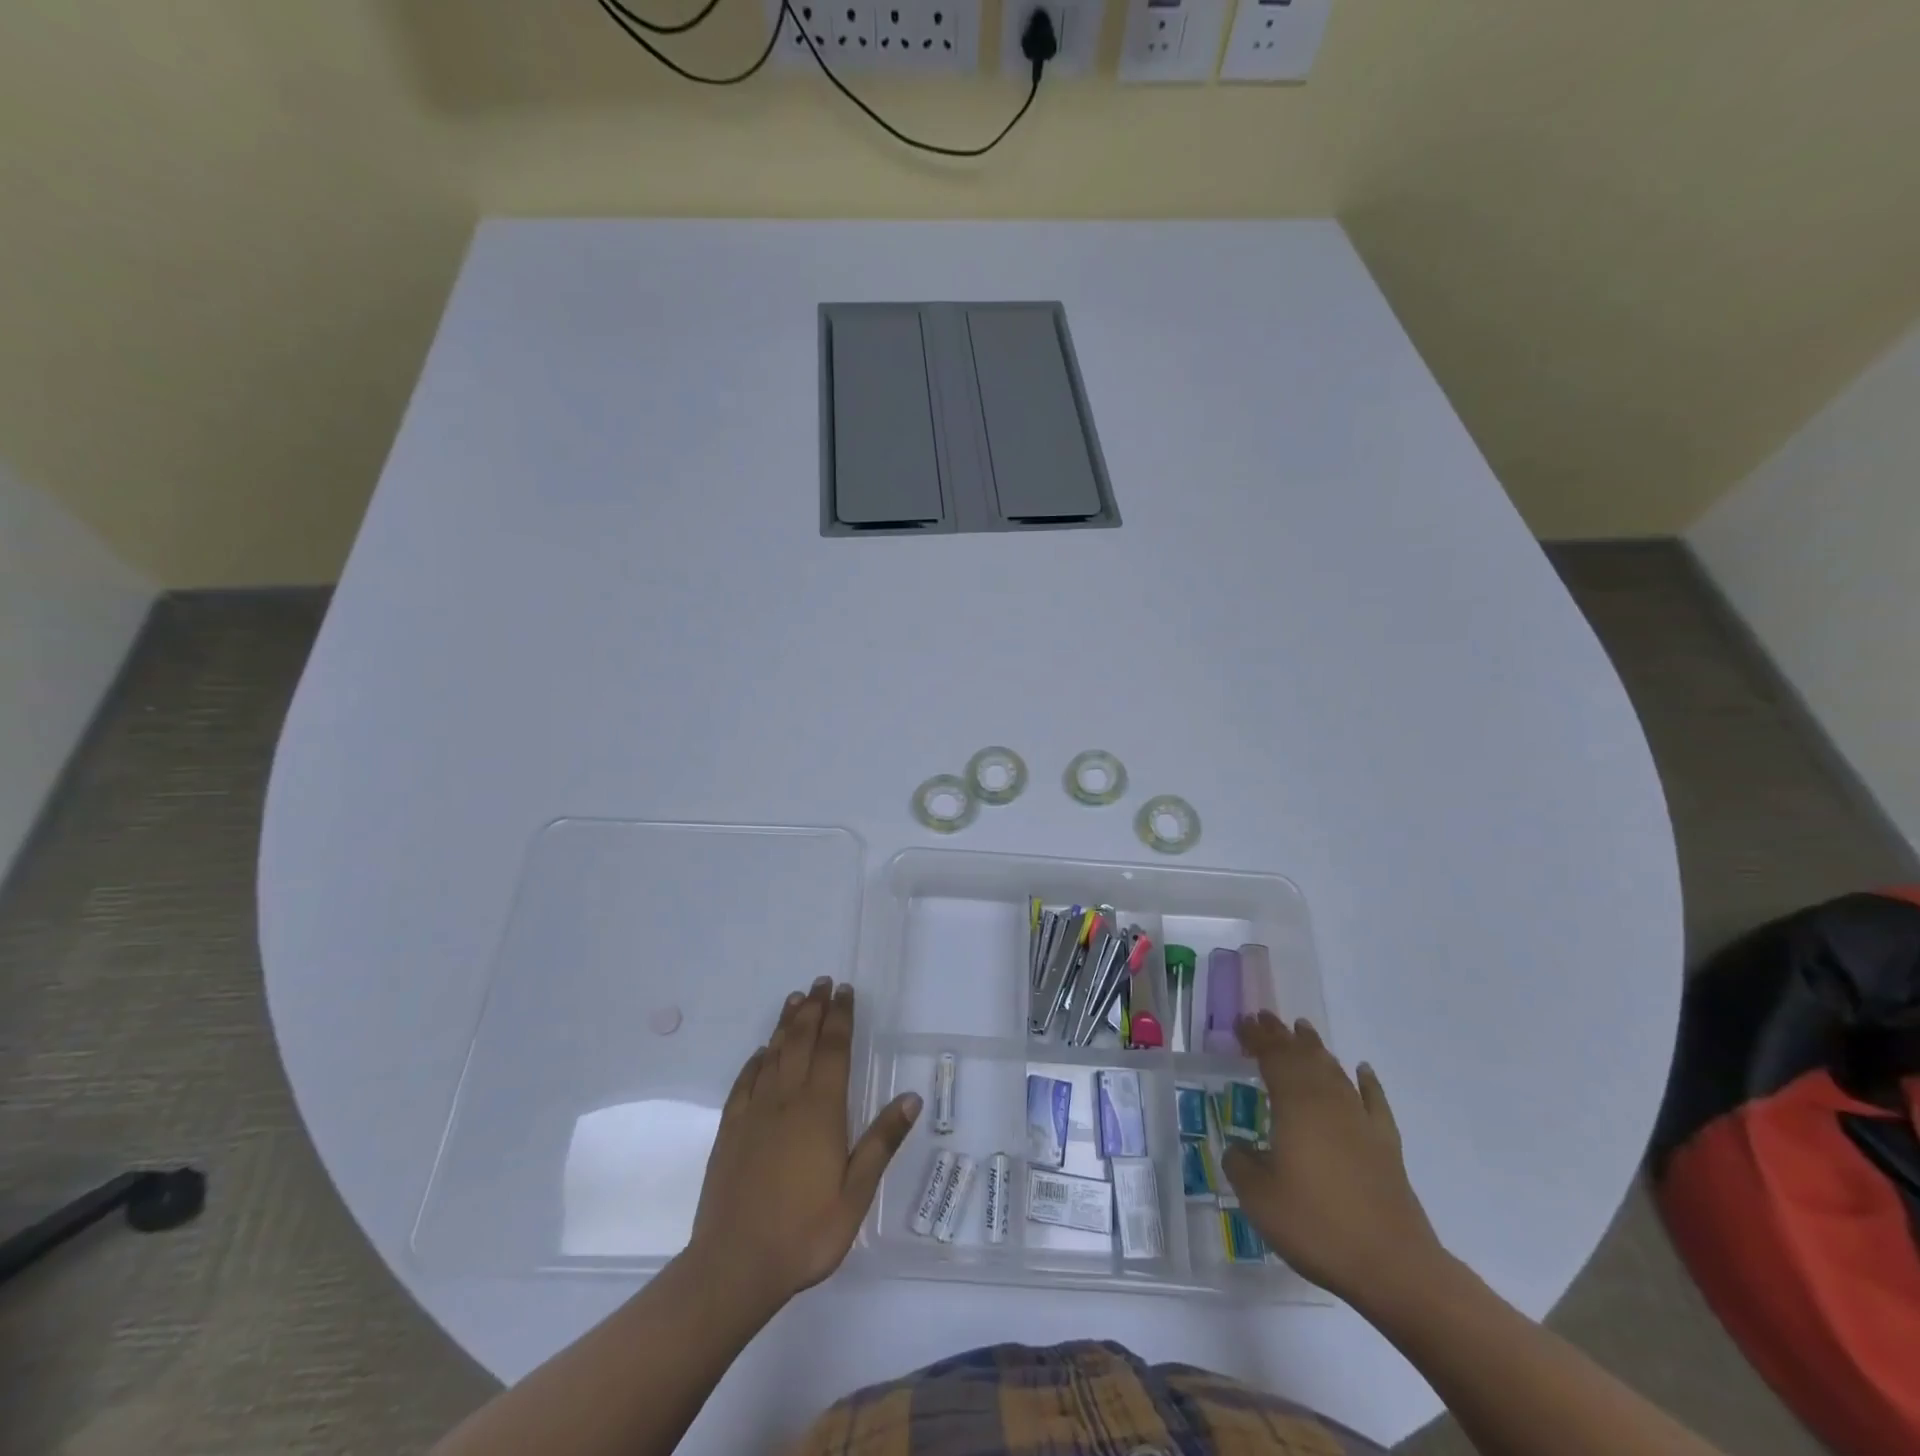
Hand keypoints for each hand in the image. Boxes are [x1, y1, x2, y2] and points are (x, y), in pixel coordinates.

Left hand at [685, 979, 919, 1312]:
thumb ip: (881, 1142)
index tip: (845, 991)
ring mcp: (754, 1113)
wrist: (734, 1266)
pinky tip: (761, 1052)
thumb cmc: (805, 1232)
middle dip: (814, 1009)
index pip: (834, 1049)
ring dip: (786, 1024)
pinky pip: (744, 1082)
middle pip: (802, 1041)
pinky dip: (756, 1060)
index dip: (840, 1017)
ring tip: (796, 1000)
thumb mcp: (856, 1194)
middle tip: (822, 982)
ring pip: (773, 1054)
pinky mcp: (729, 1130)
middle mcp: (786, 1099)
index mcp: (821, 1110)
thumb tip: (911, 1098)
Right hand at [1221, 1011, 1445, 1306]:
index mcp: (1295, 1105)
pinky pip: (1375, 1102)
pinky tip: (1362, 1070)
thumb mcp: (1258, 1197)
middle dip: (1282, 1036)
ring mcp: (1361, 1122)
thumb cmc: (1316, 1224)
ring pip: (1335, 1072)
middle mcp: (1328, 1102)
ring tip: (1303, 1031)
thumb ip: (1241, 1164)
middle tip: (1265, 1018)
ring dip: (1316, 1049)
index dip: (1256, 1037)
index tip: (1241, 1022)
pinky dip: (1367, 1082)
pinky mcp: (1386, 1146)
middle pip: (1303, 1057)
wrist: (1393, 1266)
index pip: (1272, 1057)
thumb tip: (1239, 1149)